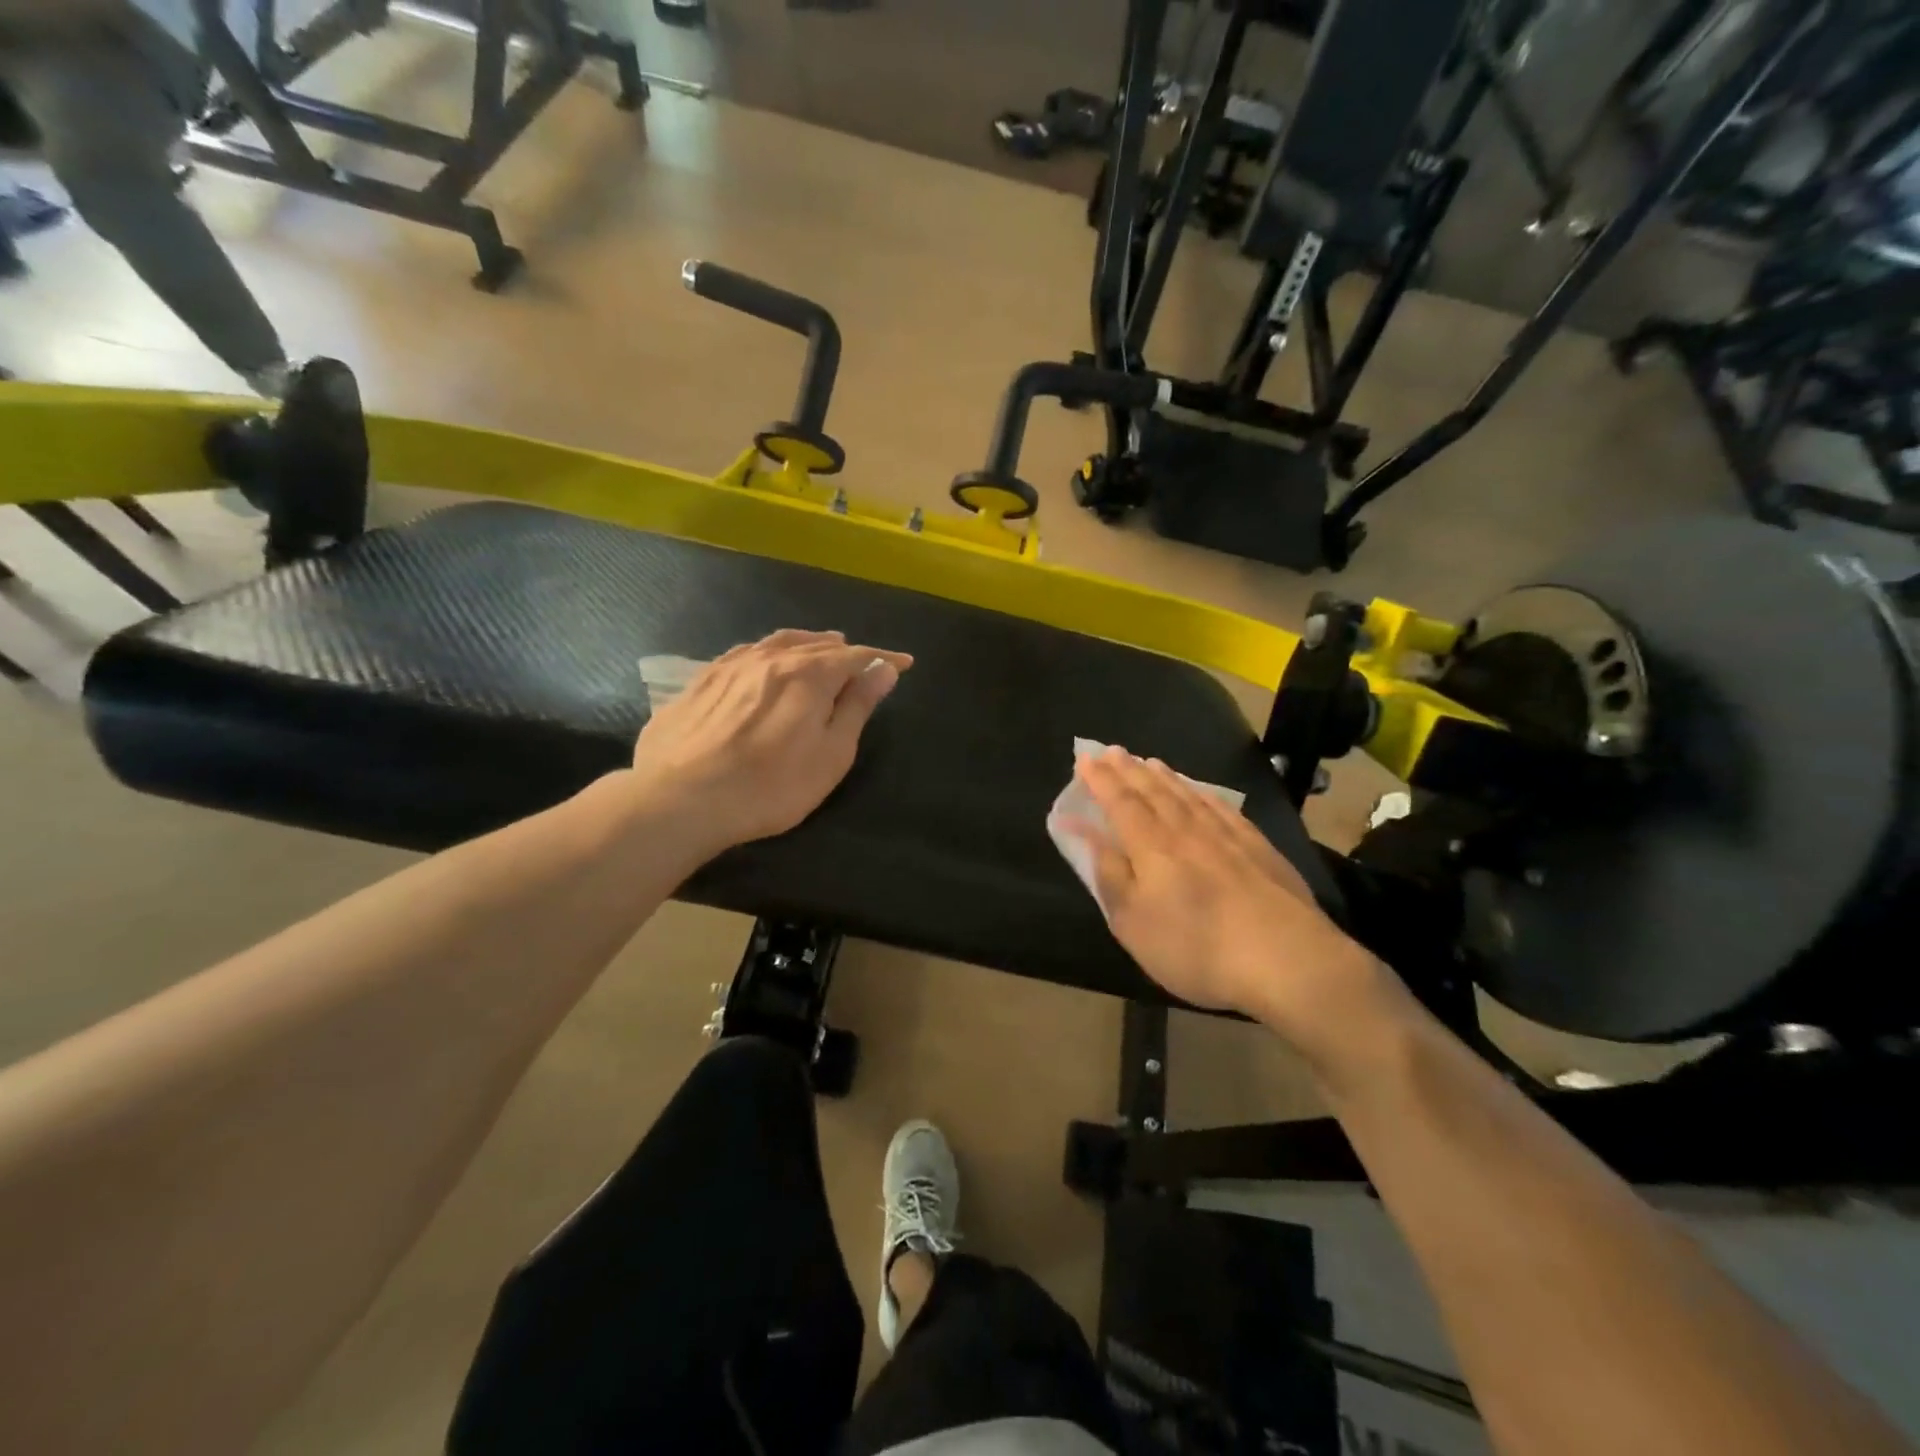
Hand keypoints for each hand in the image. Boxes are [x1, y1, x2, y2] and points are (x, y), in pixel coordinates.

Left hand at [627, 630, 911, 856]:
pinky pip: (744, 653)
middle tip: (862, 659)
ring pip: (777, 642)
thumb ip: (857, 707)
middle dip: (844, 650)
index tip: (903, 663)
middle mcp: (770, 658)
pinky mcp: (700, 681)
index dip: (882, 659)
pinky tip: (764, 660)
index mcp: (808, 674)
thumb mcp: (831, 754)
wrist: (682, 799)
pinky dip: (768, 651)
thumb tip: (884, 669)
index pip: (855, 656)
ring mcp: (731, 666)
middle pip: (816, 645)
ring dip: (806, 643)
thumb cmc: (772, 785)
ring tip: (820, 647)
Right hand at [1074, 748, 1402, 1067]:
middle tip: (1113, 751)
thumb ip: (1109, 875)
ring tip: (1150, 762)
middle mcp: (1186, 830)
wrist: (1286, 959)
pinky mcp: (1258, 847)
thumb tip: (1086, 834)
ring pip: (1187, 795)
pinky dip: (1204, 793)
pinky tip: (1201, 791)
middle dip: (1129, 770)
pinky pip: (1222, 807)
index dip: (1101, 780)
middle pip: (1152, 791)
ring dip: (1164, 776)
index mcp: (1151, 847)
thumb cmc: (1195, 947)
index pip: (1120, 803)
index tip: (1085, 758)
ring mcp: (1226, 835)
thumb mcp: (1133, 923)